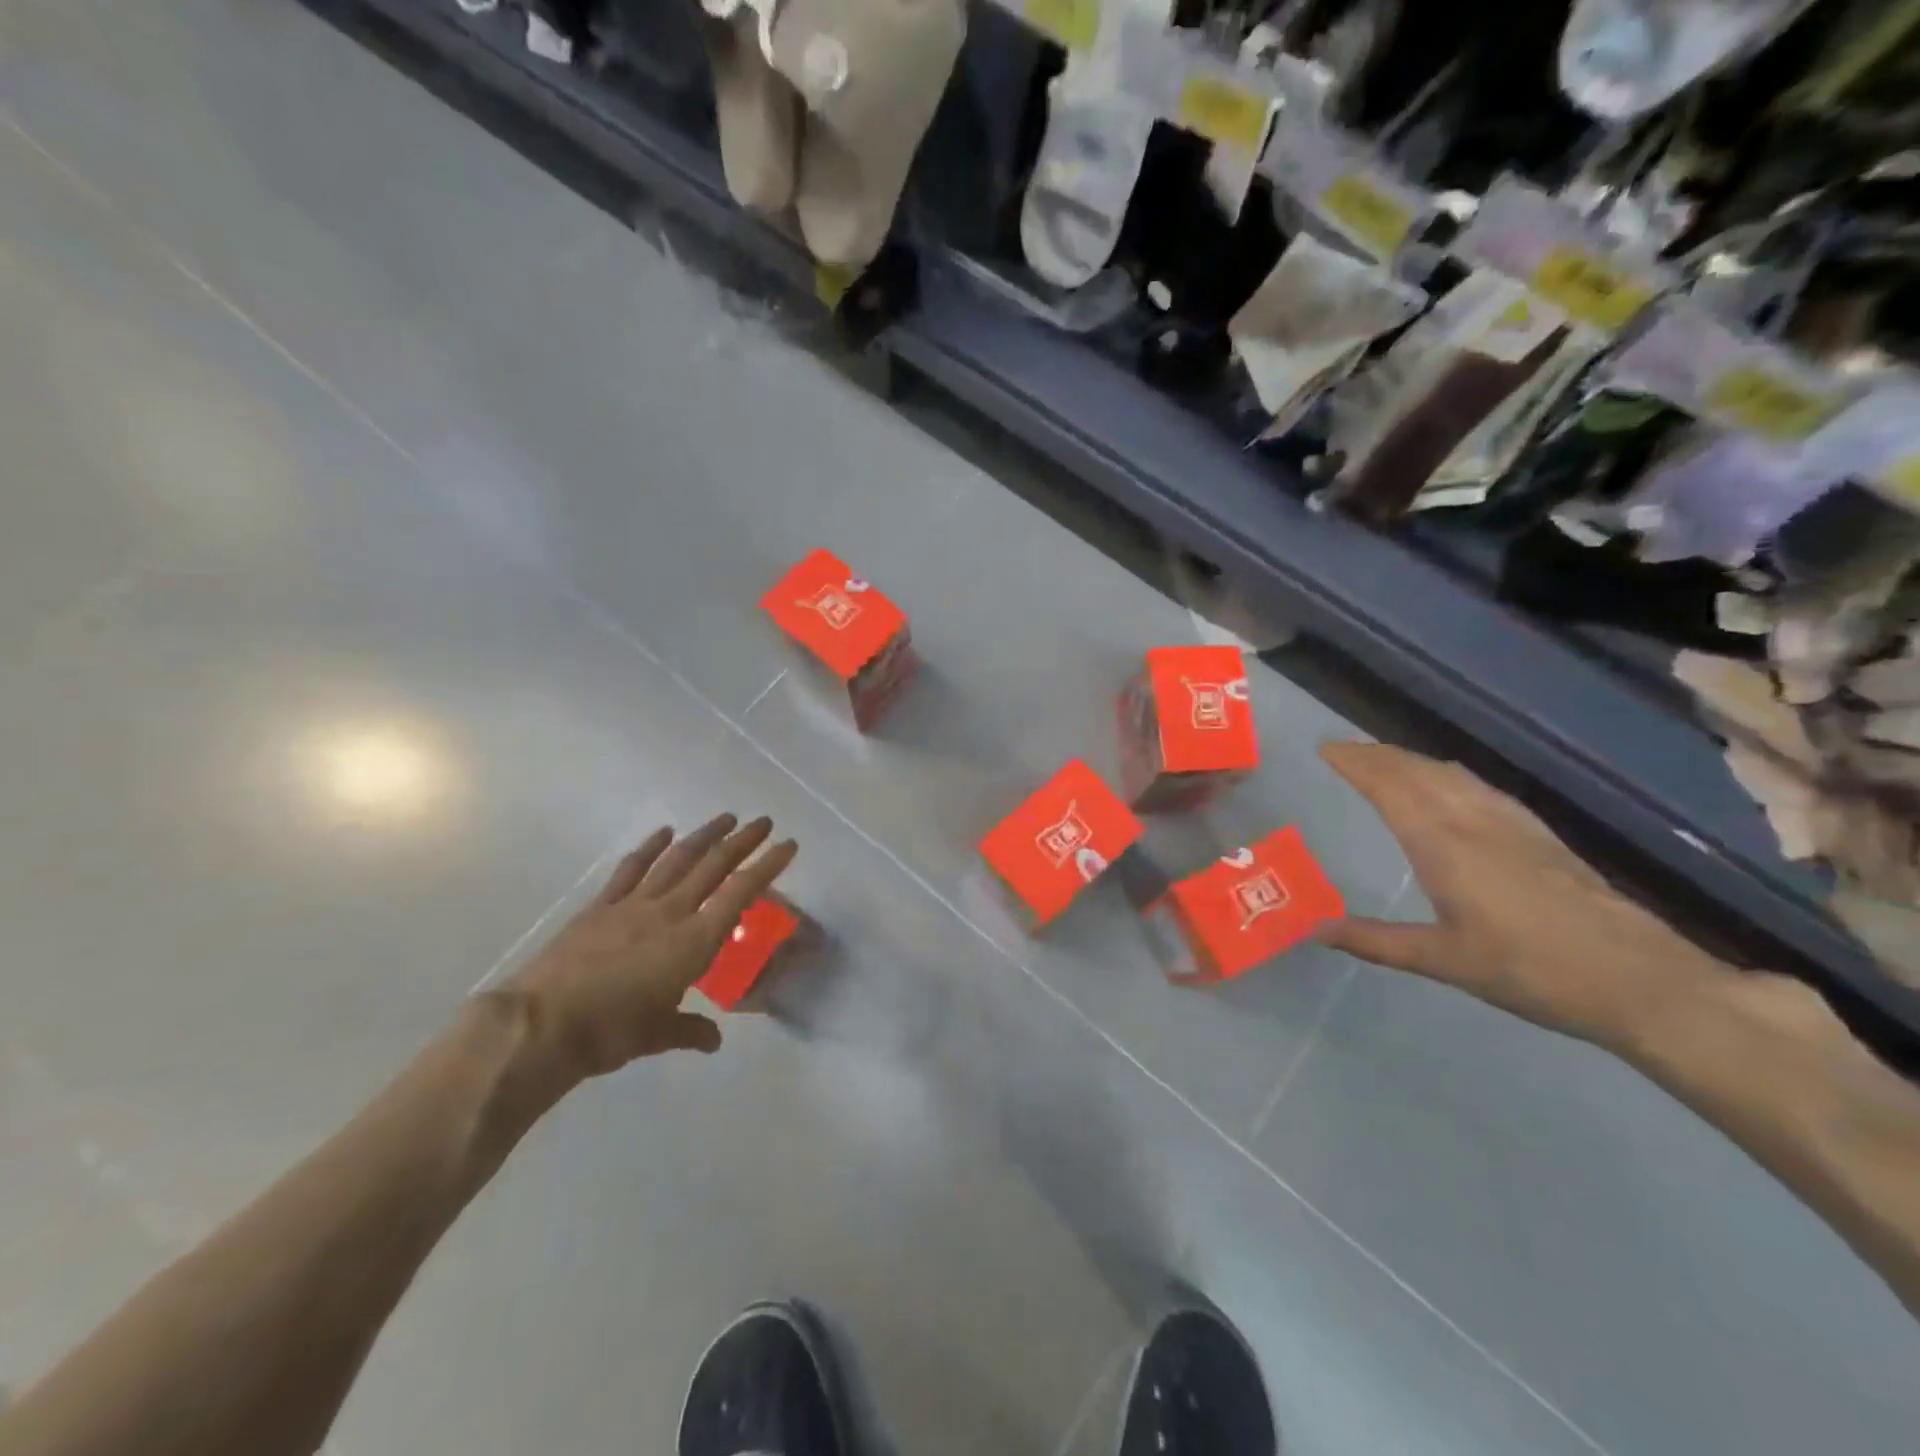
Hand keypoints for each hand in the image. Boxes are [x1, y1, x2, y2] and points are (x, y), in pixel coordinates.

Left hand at [504, 814, 797, 1077]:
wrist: (541, 1025)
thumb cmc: (610, 1033)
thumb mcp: (658, 1035)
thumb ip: (690, 1030)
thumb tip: (713, 1040)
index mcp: (693, 942)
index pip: (740, 894)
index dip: (767, 866)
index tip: (788, 845)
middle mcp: (670, 913)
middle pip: (713, 866)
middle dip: (743, 841)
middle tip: (764, 822)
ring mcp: (633, 905)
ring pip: (677, 859)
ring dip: (704, 835)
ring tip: (725, 819)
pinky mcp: (601, 906)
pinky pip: (632, 870)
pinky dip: (651, 848)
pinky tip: (665, 833)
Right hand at [1317, 742, 1731, 1046]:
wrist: (1642, 980)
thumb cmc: (1532, 970)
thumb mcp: (1444, 961)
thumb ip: (1375, 941)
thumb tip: (1314, 929)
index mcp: (1443, 843)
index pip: (1389, 786)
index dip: (1356, 763)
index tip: (1324, 749)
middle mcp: (1474, 820)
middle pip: (1418, 770)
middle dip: (1377, 755)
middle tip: (1343, 752)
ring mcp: (1512, 823)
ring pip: (1451, 773)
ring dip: (1411, 760)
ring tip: (1384, 762)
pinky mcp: (1540, 834)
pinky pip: (1479, 786)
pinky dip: (1447, 774)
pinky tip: (1451, 786)